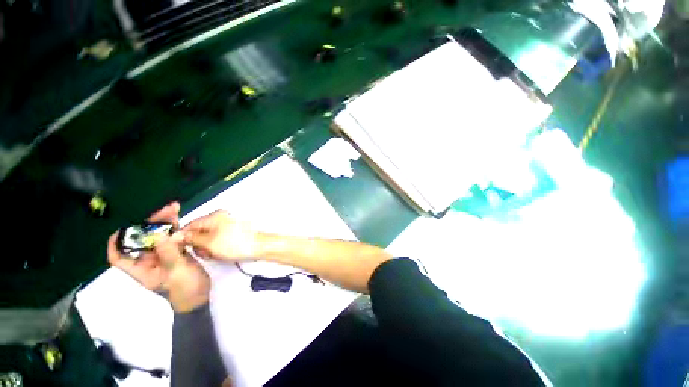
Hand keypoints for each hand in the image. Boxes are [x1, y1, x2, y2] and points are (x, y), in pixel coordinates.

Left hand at [107, 202, 209, 312]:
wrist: (199, 296)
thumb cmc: (184, 289)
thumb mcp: (176, 272)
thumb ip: (169, 253)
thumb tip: (160, 234)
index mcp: (141, 269)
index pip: (119, 256)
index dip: (117, 242)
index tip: (125, 227)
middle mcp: (149, 260)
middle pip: (143, 240)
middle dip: (151, 224)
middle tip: (164, 210)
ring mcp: (163, 255)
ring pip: (159, 236)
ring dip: (166, 222)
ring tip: (174, 208)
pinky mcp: (177, 252)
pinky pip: (173, 237)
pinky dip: (176, 228)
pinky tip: (181, 218)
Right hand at [181, 210, 258, 260]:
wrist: (259, 246)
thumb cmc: (234, 244)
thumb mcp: (209, 242)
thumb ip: (191, 238)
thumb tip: (175, 236)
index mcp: (214, 216)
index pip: (190, 224)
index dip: (183, 237)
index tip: (180, 249)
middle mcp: (220, 218)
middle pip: (199, 232)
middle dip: (199, 244)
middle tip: (206, 253)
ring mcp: (227, 226)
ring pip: (208, 238)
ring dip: (208, 248)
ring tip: (215, 255)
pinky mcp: (233, 234)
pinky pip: (218, 240)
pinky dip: (217, 248)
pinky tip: (221, 254)